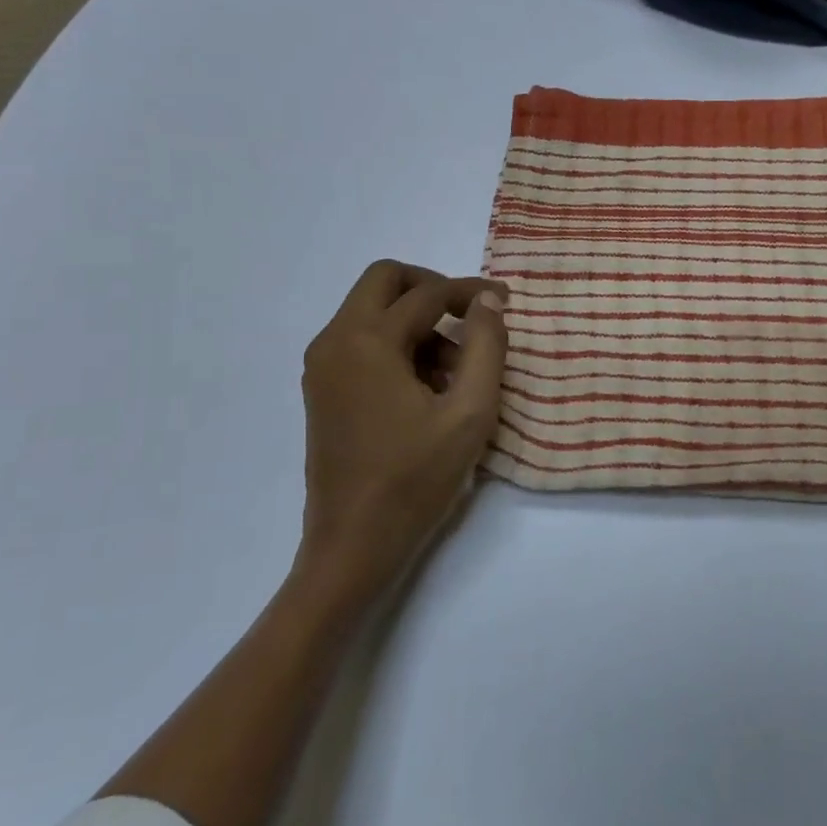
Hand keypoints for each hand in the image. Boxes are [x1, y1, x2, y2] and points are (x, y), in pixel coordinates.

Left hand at [295, 260, 507, 618]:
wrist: (353, 544)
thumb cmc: (415, 479)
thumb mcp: (470, 412)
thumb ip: (486, 347)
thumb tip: (488, 301)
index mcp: (367, 341)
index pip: (426, 294)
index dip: (470, 292)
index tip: (504, 302)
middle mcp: (335, 341)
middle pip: (384, 281)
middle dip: (432, 289)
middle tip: (470, 318)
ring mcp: (322, 366)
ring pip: (372, 311)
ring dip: (416, 322)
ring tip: (457, 372)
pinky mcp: (322, 389)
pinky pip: (362, 341)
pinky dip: (397, 345)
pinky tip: (428, 389)